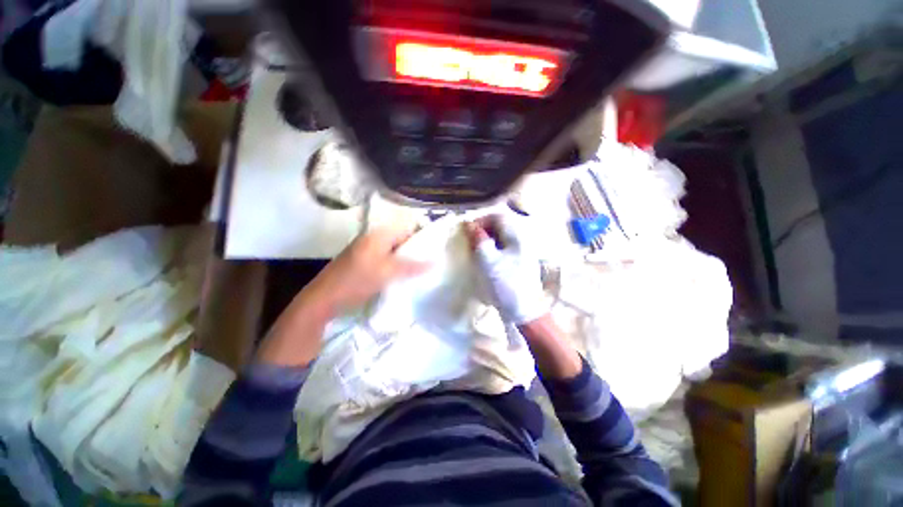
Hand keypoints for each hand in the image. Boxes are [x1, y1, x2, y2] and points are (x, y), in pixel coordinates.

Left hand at [305, 226, 427, 312]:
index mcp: (380, 234)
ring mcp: (368, 249)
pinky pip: (387, 257)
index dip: (423, 234)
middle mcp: (374, 237)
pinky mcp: (365, 260)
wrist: (324, 298)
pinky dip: (397, 263)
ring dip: (407, 257)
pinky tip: (404, 274)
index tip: (435, 247)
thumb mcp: (387, 273)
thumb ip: (412, 267)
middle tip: (431, 260)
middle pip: (402, 238)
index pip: (408, 226)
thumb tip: (435, 262)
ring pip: (395, 249)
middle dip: (416, 248)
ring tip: (421, 268)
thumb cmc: (357, 281)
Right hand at [464, 215, 548, 324]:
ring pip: (501, 238)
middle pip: (500, 226)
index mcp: (517, 237)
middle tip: (470, 241)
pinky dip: (492, 250)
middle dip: (483, 230)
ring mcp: (522, 252)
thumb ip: (479, 240)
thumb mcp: (488, 261)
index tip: (468, 230)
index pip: (498, 217)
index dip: (481, 220)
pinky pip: (503, 249)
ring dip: (486, 240)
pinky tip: (485, 260)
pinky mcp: (519, 263)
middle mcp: (521, 241)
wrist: (524, 310)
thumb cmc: (505, 284)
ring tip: (475, 250)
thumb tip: (469, 224)